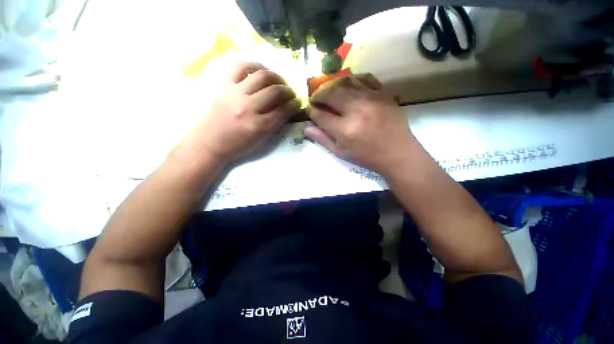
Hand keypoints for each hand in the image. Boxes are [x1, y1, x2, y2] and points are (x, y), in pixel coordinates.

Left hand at [184, 62, 300, 162]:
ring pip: (262, 76)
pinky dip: (255, 66)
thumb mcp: (262, 140)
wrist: (211, 141)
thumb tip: (288, 109)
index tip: (298, 102)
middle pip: (275, 91)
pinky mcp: (225, 85)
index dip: (295, 104)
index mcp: (260, 126)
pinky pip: (242, 67)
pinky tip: (262, 71)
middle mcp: (249, 108)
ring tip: (279, 82)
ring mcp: (236, 94)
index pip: (284, 110)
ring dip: (276, 77)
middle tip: (290, 93)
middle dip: (288, 91)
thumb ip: (276, 124)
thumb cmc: (239, 145)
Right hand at [304, 74, 415, 175]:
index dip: (312, 111)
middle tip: (316, 99)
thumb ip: (323, 139)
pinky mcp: (383, 93)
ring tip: (329, 92)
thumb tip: (306, 128)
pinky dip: (352, 79)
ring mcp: (371, 98)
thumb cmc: (366, 156)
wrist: (397, 153)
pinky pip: (364, 78)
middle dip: (318, 95)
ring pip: (345, 81)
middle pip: (330, 93)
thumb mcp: (341, 153)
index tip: (310, 110)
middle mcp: (356, 110)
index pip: (321, 115)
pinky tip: (347, 86)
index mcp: (345, 129)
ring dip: (332, 85)